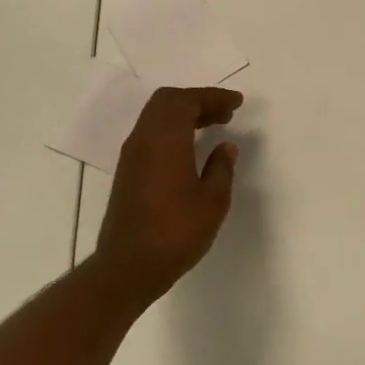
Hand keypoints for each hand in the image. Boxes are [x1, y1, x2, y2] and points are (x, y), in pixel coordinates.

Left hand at [90, 86, 242, 309]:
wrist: (128, 267)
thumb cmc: (175, 232)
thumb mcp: (212, 201)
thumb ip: (221, 168)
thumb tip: (225, 147)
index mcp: (165, 139)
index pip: (187, 101)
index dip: (213, 97)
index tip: (237, 103)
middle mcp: (144, 139)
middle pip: (167, 101)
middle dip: (198, 100)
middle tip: (225, 113)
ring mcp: (132, 155)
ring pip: (156, 116)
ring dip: (184, 114)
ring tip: (212, 125)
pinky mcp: (127, 171)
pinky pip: (150, 133)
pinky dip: (172, 129)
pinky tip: (190, 147)